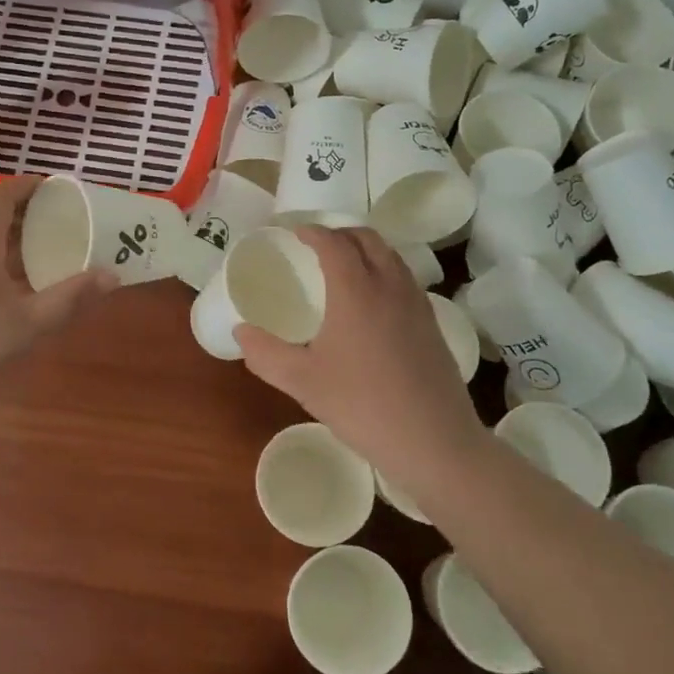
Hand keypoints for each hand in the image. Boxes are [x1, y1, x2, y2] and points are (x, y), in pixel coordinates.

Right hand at [236, 227, 481, 471]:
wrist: (433, 441)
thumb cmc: (361, 405)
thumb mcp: (303, 382)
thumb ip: (266, 354)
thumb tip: (241, 332)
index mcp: (356, 290)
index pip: (334, 243)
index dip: (313, 233)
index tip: (296, 233)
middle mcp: (390, 286)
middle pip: (368, 239)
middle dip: (341, 233)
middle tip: (318, 245)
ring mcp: (417, 304)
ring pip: (392, 257)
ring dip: (366, 249)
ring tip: (345, 266)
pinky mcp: (433, 325)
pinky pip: (405, 279)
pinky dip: (385, 271)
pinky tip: (374, 302)